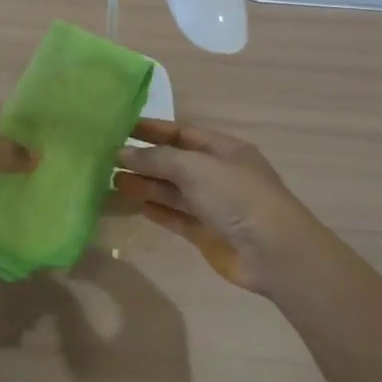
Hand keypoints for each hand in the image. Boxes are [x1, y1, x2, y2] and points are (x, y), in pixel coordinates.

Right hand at [112, 120, 328, 292]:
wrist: (274, 253)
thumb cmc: (237, 197)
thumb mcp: (196, 167)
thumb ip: (157, 158)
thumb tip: (122, 152)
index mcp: (223, 149)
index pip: (181, 133)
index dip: (152, 130)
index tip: (120, 128)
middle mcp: (217, 173)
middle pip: (175, 161)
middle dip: (144, 159)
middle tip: (106, 157)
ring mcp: (213, 204)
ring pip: (172, 189)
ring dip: (144, 184)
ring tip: (110, 179)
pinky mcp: (207, 232)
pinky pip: (175, 216)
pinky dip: (154, 208)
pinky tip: (131, 203)